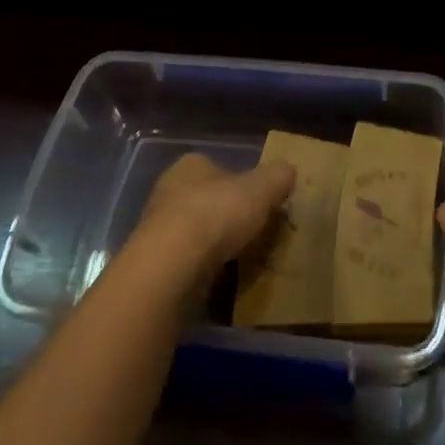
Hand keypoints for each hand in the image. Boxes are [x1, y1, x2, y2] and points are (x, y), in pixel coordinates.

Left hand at [132, 153, 296, 284]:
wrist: (172, 266)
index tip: (260, 202)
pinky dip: (204, 269)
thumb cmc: (217, 213)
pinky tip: (222, 280)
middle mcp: (168, 191)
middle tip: (255, 232)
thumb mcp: (261, 188)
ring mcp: (158, 229)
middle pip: (207, 200)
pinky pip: (188, 262)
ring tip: (243, 259)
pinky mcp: (156, 263)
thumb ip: (277, 177)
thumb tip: (288, 170)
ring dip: (216, 244)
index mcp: (190, 165)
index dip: (242, 183)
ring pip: (196, 232)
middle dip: (228, 215)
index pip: (219, 167)